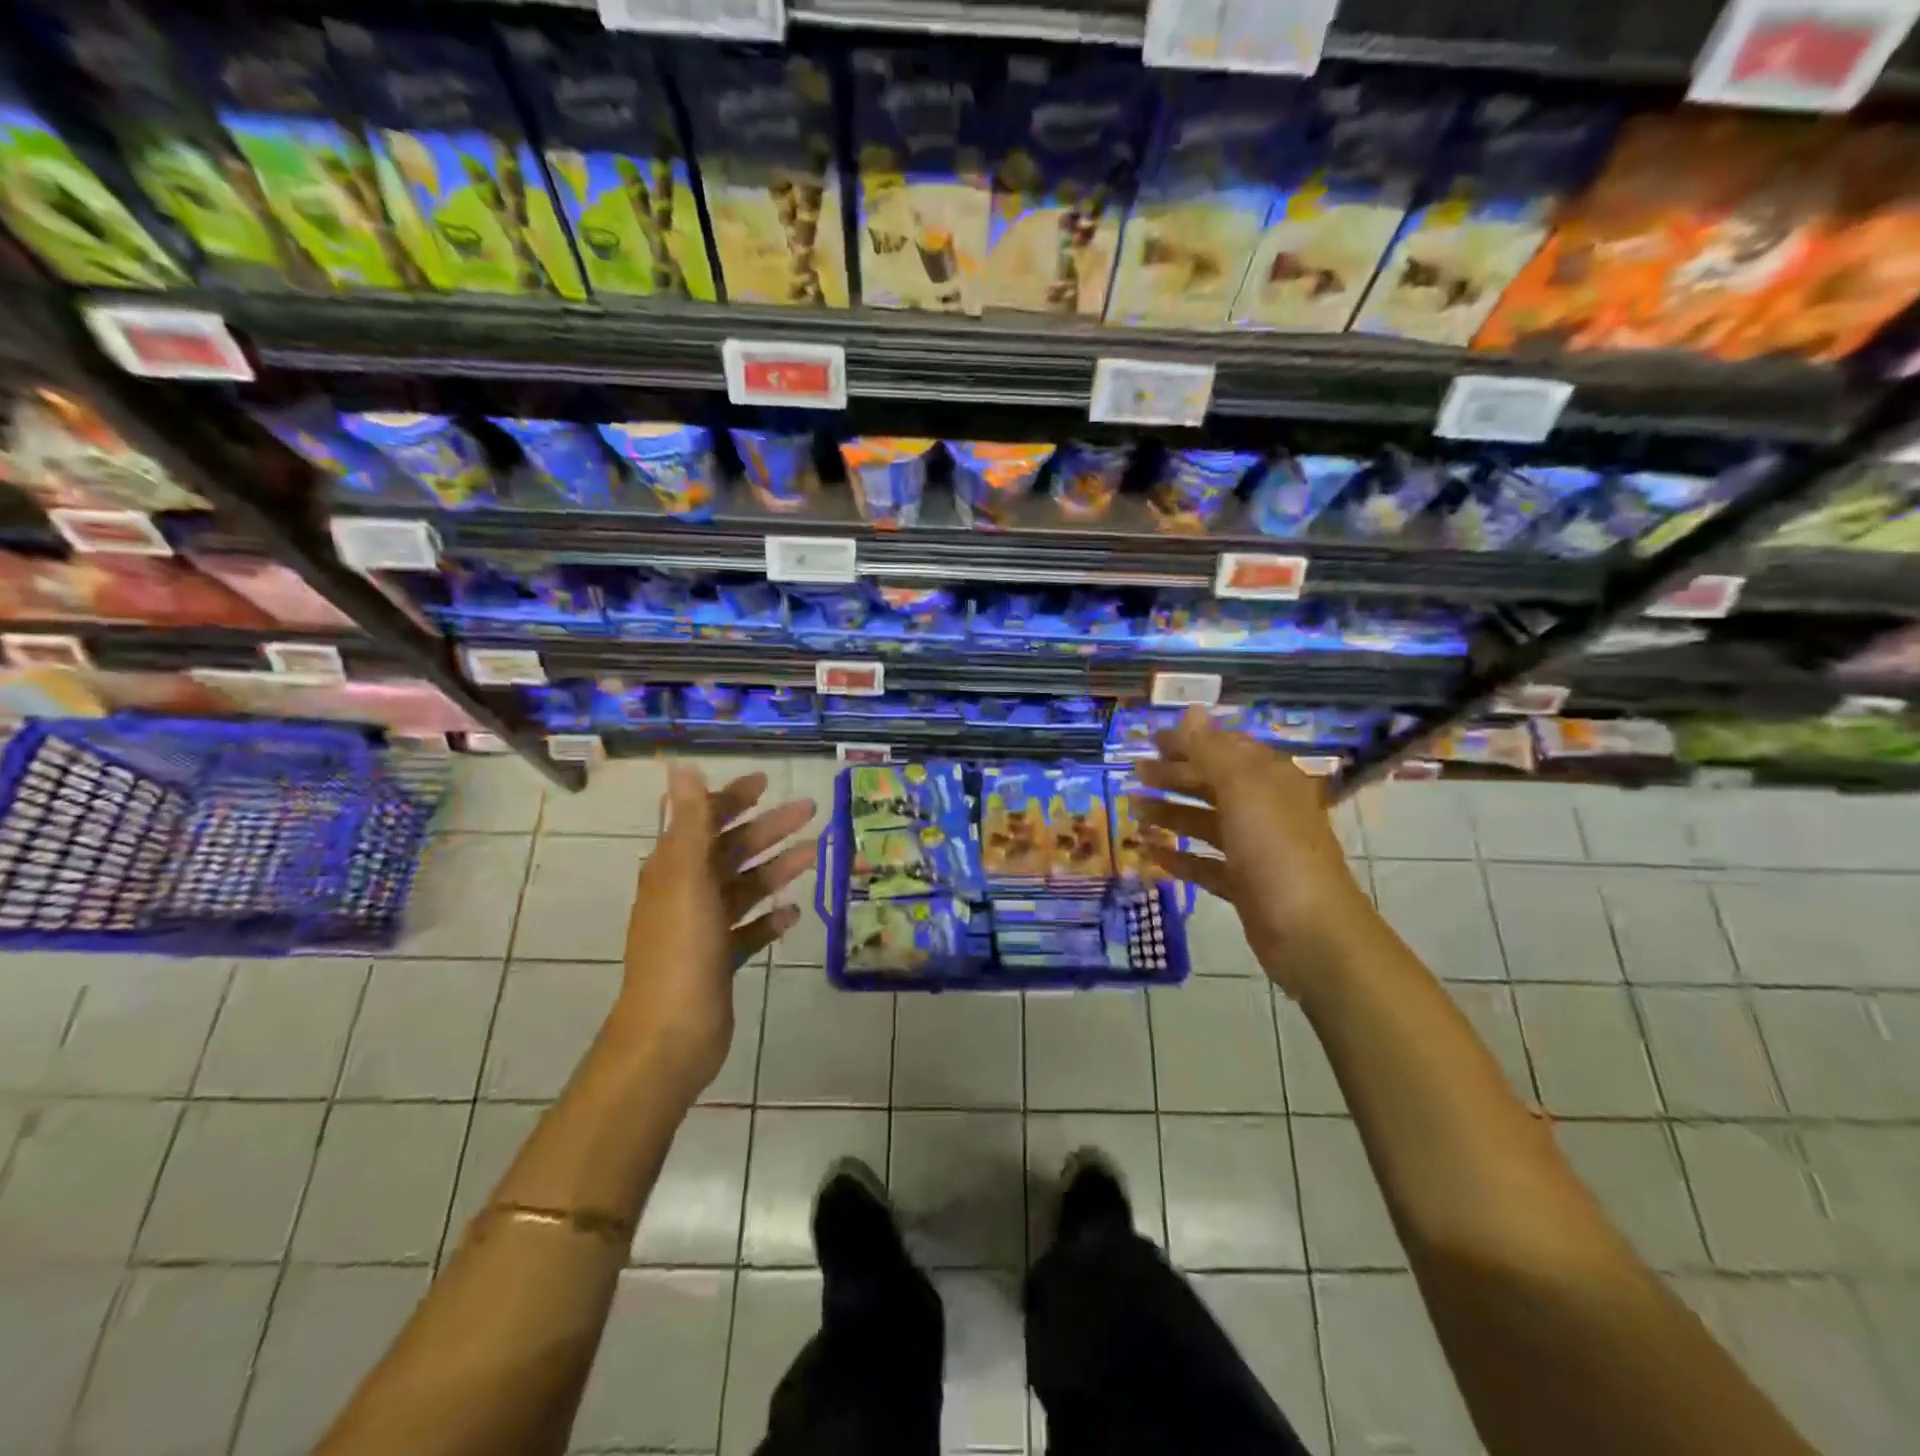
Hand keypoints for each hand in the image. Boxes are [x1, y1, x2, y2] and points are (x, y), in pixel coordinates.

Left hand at [616, 765, 816, 1097]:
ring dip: (776, 868)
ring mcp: (702, 929)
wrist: (671, 1033)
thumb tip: (679, 767)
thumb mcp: (685, 877)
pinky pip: (749, 930)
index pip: (703, 820)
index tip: (767, 784)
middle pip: (730, 851)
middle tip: (809, 811)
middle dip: (768, 829)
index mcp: (673, 869)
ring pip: (744, 888)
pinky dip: (770, 918)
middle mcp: (685, 894)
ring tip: (814, 853)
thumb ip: (690, 822)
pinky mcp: (719, 961)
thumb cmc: (680, 948)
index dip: (733, 799)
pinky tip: (794, 912)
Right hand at [1137, 708, 1370, 998]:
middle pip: (1213, 783)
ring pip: (1206, 822)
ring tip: (1132, 810)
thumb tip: (1191, 710)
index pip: (1225, 748)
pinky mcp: (1244, 884)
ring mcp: (1255, 849)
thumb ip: (1211, 751)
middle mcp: (1264, 809)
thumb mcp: (1242, 790)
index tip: (1151, 740)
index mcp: (1270, 779)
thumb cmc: (1275, 850)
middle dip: (1174, 775)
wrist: (1310, 932)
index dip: (1190, 742)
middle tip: (1134, 773)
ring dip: (1170, 813)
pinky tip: (1150, 852)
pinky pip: (1205, 863)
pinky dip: (1178, 856)